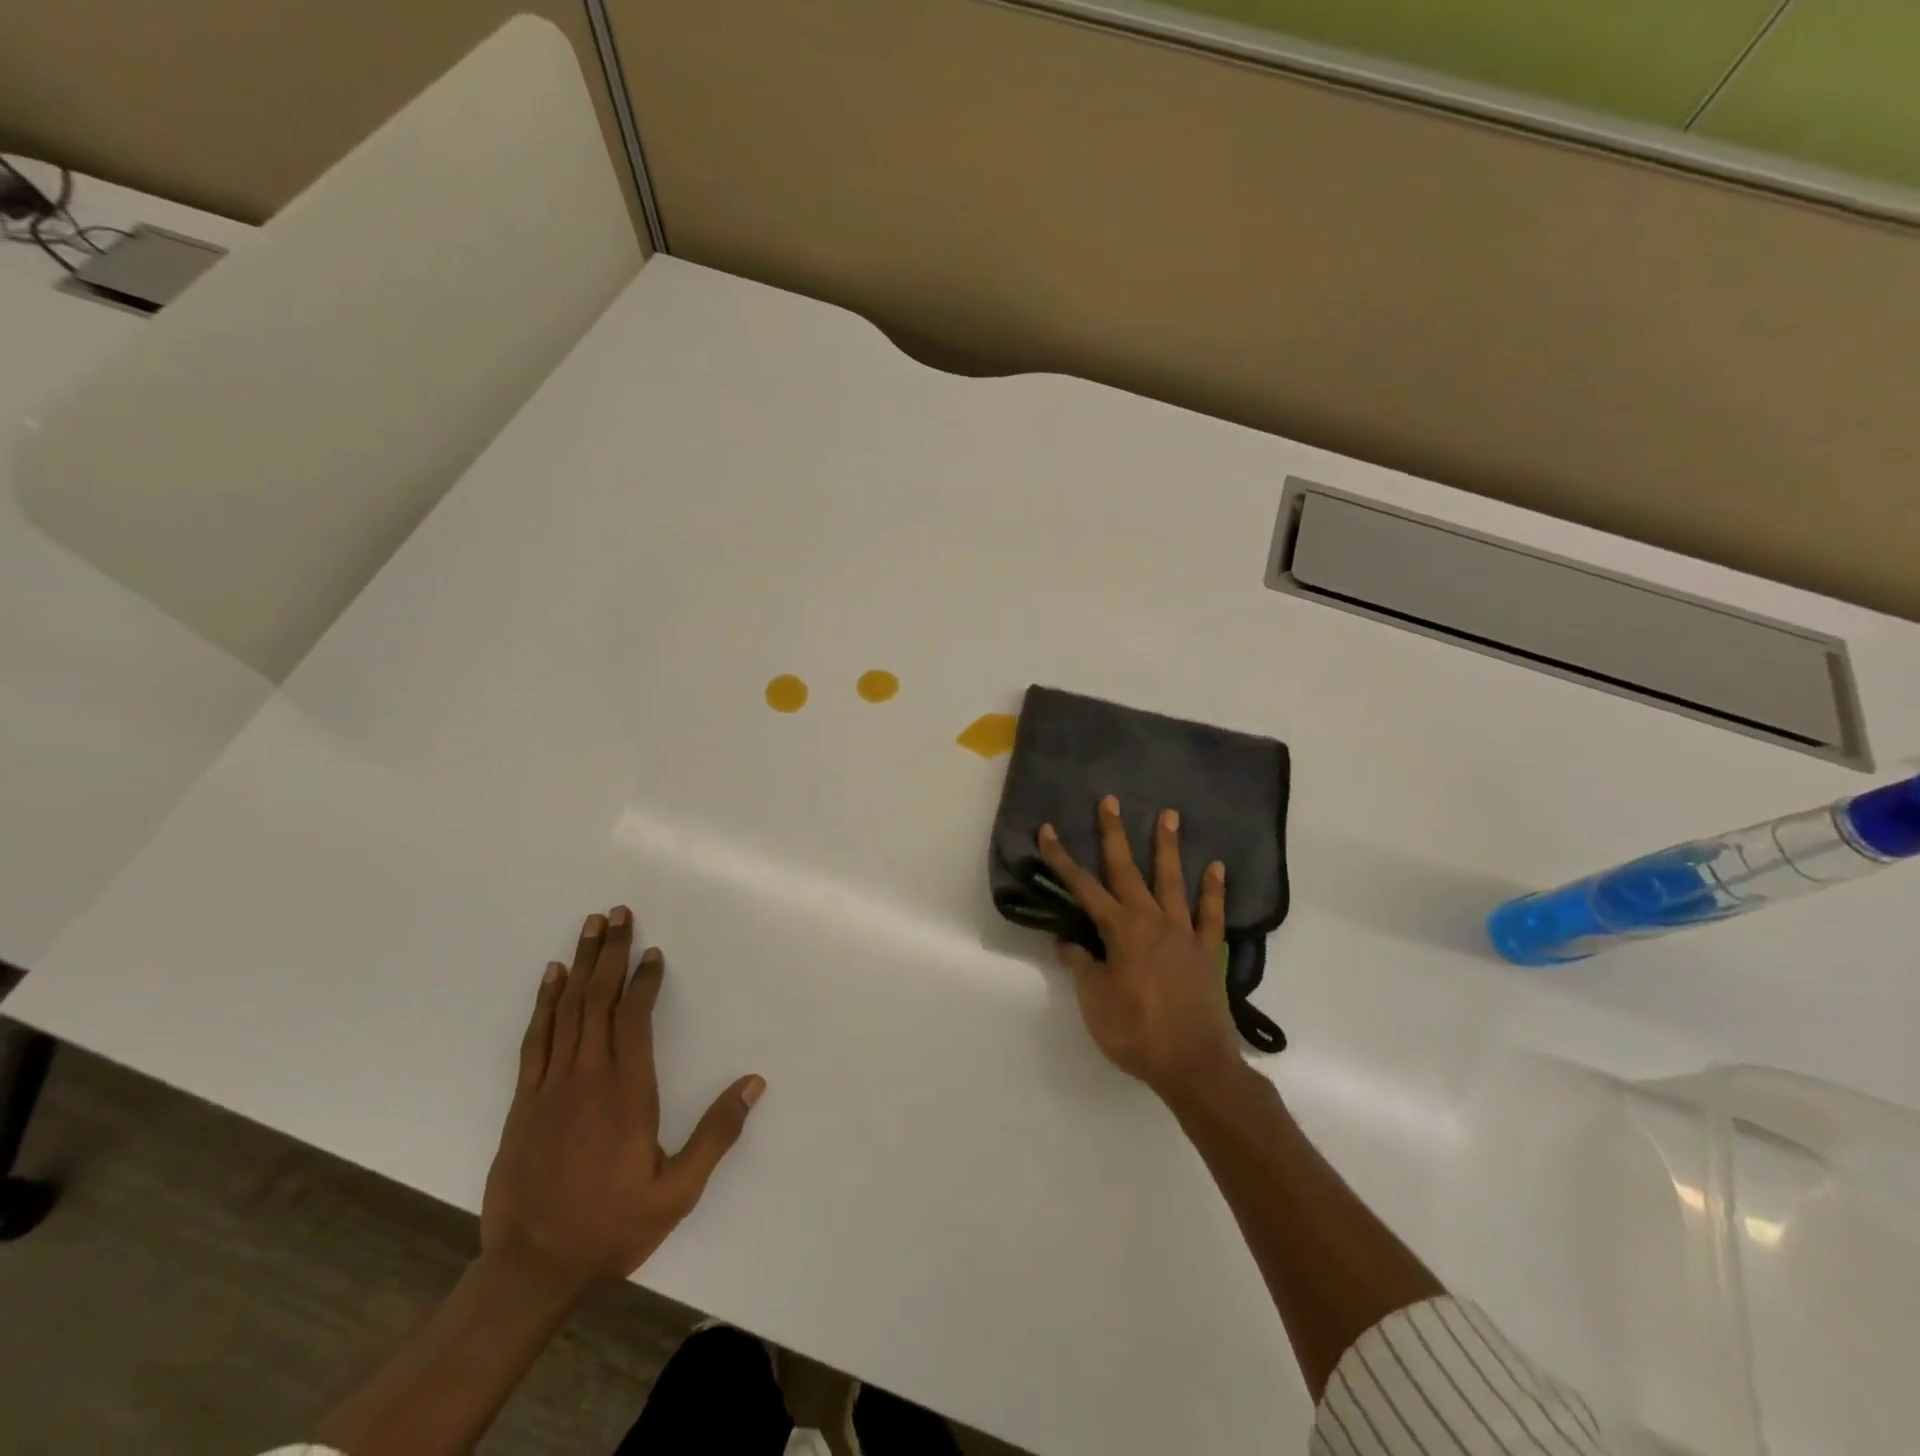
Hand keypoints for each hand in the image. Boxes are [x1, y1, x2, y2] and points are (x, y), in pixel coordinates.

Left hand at [480, 906, 764, 1303]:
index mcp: (627, 1093)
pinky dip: (544, 1003)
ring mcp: (549, 1088)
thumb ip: (716, 1134)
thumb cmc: (612, 1227)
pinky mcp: (523, 1103)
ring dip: (580, 965)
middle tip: (617, 914)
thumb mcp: (678, 1191)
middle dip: (610, 953)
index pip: (635, 1019)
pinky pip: (535, 1040)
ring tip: (589, 927)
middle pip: (598, 1001)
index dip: (644, 981)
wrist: (530, 1272)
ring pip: (566, 1011)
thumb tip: (753, 1083)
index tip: (652, 952)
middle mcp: (587, 1078)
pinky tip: (551, 978)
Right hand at [1037, 797, 1243, 1101]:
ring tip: (1170, 815)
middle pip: (1128, 870)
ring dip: (1168, 847)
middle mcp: (1151, 920)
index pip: (1082, 887)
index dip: (1062, 859)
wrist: (1195, 1066)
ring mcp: (1184, 932)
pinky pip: (1212, 914)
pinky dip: (1214, 890)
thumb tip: (1067, 939)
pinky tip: (1217, 868)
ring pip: (1173, 880)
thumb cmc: (1136, 1033)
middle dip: (1114, 834)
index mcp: (1120, 931)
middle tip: (1110, 801)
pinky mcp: (1208, 950)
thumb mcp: (1095, 1001)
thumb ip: (1081, 964)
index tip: (1047, 830)